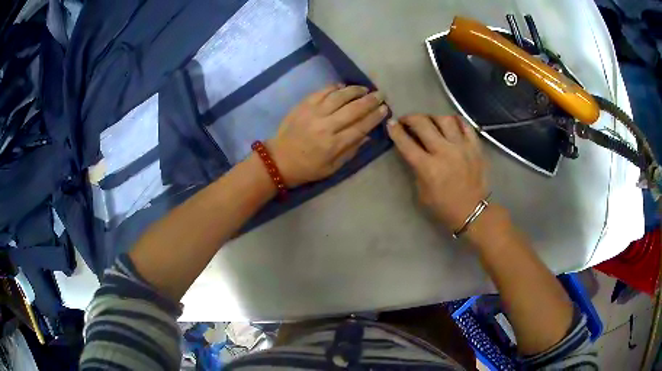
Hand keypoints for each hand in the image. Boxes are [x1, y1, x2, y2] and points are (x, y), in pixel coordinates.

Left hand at [267, 84, 387, 186]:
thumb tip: (368, 135)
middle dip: (370, 100)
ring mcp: (313, 113)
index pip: (360, 127)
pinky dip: (334, 87)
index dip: (375, 117)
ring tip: (364, 89)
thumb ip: (351, 151)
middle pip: (353, 109)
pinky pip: (322, 91)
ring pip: (339, 96)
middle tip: (380, 95)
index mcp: (333, 144)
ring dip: (355, 90)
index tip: (385, 109)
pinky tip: (343, 86)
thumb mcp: (332, 168)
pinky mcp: (303, 105)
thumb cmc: (307, 168)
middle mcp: (325, 126)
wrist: (278, 160)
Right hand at [387, 115, 488, 230]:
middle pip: (423, 124)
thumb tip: (412, 149)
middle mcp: (444, 152)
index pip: (406, 143)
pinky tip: (450, 123)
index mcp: (428, 167)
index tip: (391, 124)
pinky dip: (455, 120)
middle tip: (406, 120)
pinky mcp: (476, 147)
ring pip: (444, 119)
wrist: (472, 211)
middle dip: (410, 118)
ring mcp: (462, 147)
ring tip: (429, 122)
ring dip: (432, 117)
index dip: (395, 131)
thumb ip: (416, 169)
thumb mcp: (421, 192)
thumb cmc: (443, 206)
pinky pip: (465, 125)